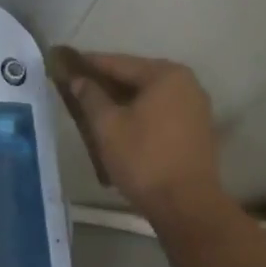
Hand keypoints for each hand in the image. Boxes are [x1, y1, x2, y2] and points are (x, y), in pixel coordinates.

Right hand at [51, 50, 225, 216]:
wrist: (187, 205)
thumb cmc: (144, 160)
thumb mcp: (108, 127)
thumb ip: (91, 97)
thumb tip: (79, 80)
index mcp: (166, 75)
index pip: (120, 63)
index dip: (91, 63)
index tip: (67, 61)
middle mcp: (186, 83)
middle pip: (137, 77)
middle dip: (108, 82)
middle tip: (78, 85)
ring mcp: (196, 106)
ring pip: (150, 96)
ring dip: (124, 100)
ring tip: (95, 106)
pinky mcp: (197, 129)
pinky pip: (162, 111)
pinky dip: (141, 114)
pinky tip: (121, 124)